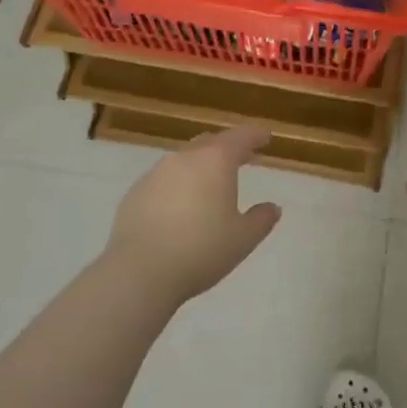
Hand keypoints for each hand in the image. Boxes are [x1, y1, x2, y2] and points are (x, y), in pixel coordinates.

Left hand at [102, 126, 280, 307]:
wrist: (140, 271)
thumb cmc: (201, 250)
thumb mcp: (243, 239)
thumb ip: (261, 219)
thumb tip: (272, 207)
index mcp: (215, 161)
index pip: (240, 138)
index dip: (255, 136)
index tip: (265, 137)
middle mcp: (184, 159)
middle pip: (209, 143)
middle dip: (227, 148)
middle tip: (242, 158)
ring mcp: (155, 174)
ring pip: (184, 160)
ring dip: (200, 166)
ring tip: (211, 184)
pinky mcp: (134, 193)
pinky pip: (163, 180)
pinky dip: (178, 185)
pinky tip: (180, 206)